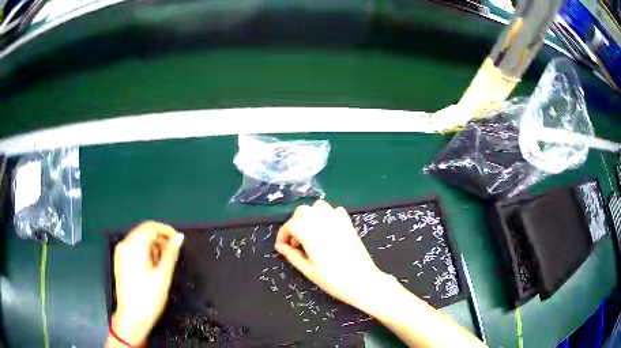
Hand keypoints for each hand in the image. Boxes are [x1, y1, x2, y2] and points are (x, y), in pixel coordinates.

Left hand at [110, 221, 184, 345]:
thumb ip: (170, 253)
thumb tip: (179, 237)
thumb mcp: (163, 276)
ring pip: (139, 238)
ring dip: (153, 245)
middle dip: (160, 238)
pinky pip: (134, 247)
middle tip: (173, 253)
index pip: (151, 227)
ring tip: (164, 262)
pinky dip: (145, 251)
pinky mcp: (120, 260)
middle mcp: (124, 244)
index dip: (167, 231)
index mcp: (134, 246)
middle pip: (144, 230)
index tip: (179, 241)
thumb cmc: (148, 298)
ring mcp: (120, 252)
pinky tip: (152, 265)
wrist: (132, 318)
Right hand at [275, 200, 393, 308]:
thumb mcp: (308, 270)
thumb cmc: (333, 280)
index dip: (282, 235)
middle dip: (295, 223)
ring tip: (310, 234)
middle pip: (302, 211)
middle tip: (296, 242)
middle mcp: (323, 223)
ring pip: (318, 206)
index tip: (282, 246)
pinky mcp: (349, 224)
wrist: (362, 281)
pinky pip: (335, 210)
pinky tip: (327, 230)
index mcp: (310, 234)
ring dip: (310, 216)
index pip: (290, 225)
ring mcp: (338, 221)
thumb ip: (292, 255)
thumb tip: (280, 247)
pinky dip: (327, 215)